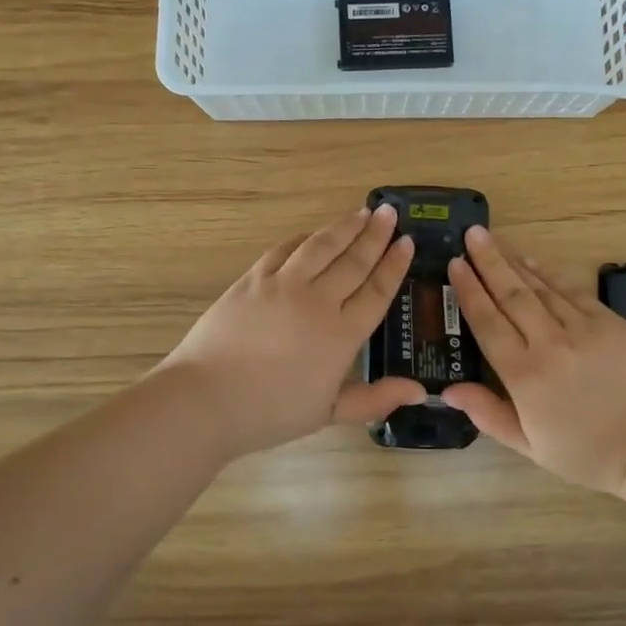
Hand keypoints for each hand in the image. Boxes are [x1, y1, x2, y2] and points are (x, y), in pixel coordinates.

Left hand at [160, 205, 425, 457]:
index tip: (407, 242)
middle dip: (375, 235)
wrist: (206, 399)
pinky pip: (284, 250)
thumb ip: (375, 399)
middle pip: (353, 261)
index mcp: (341, 335)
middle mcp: (317, 301)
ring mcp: (282, 285)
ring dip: (344, 227)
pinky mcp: (252, 279)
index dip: (394, 265)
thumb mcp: (328, 413)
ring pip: (321, 247)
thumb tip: (419, 390)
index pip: (376, 291)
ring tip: (361, 212)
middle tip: (390, 213)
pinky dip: (303, 239)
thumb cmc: (270, 412)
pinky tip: (312, 234)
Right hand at [444, 227, 625, 494]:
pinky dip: (550, 274)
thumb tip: (449, 389)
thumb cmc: (588, 453)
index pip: (487, 323)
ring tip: (495, 239)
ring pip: (540, 287)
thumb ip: (488, 414)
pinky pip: (572, 291)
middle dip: (488, 262)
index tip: (454, 264)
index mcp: (524, 376)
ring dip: (514, 261)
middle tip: (471, 234)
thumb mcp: (530, 446)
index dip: (469, 291)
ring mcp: (582, 329)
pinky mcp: (610, 322)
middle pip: (511, 295)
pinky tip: (534, 262)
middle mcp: (548, 344)